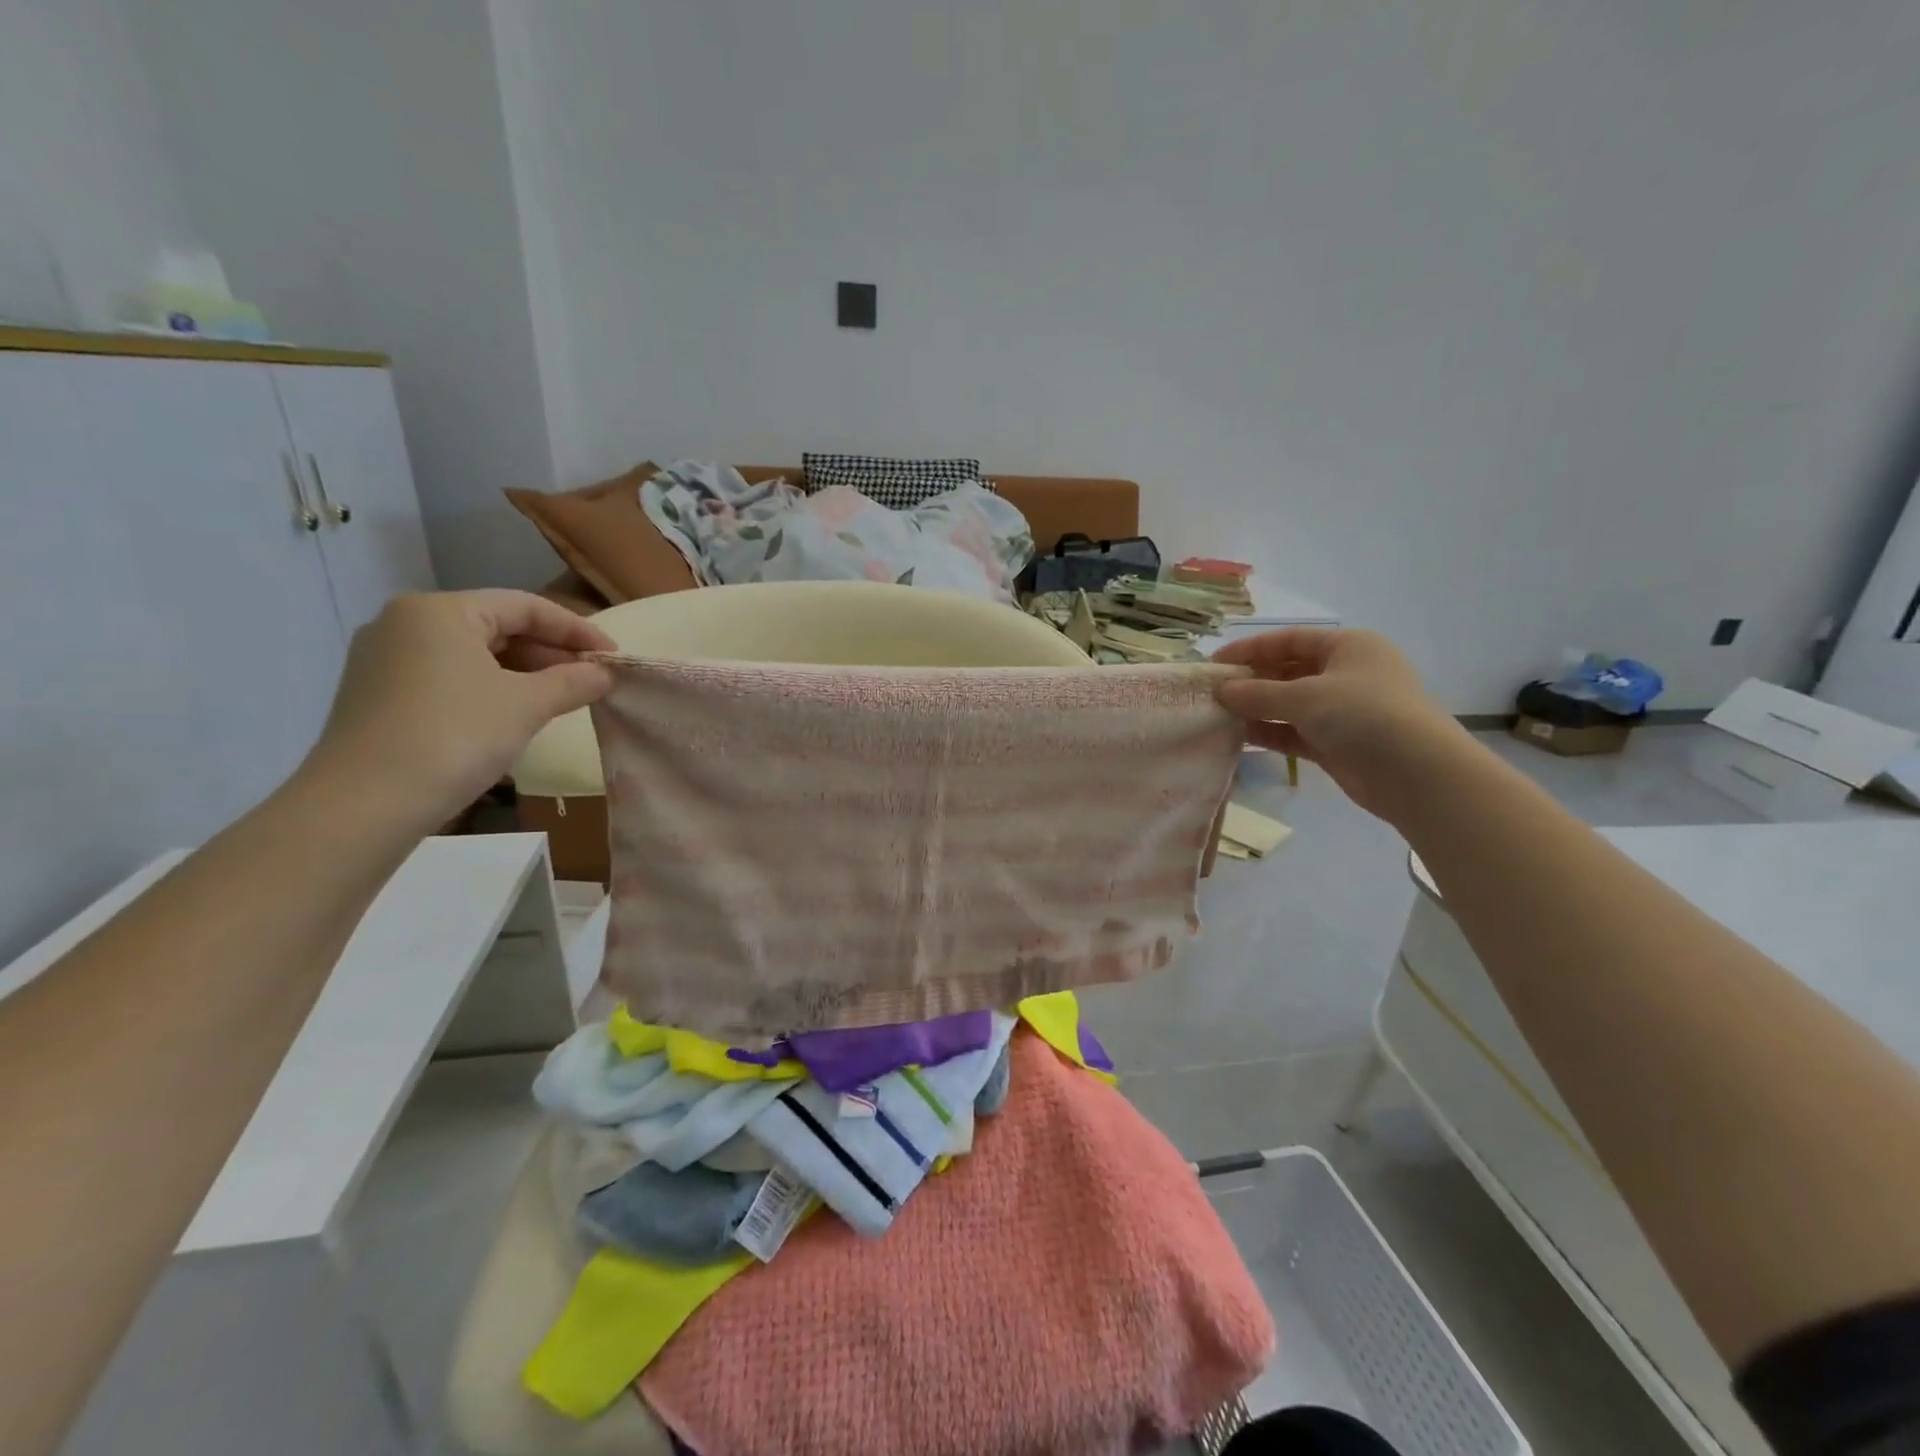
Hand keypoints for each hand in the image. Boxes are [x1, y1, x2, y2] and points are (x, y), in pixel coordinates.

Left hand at [302, 590, 615, 828]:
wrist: (366, 802)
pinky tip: (514, 715)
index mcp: (441, 611)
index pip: (525, 606)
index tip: (612, 656)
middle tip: (590, 680)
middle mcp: (406, 623)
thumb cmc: (456, 736)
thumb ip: (572, 682)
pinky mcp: (378, 694)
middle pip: (496, 626)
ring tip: (561, 699)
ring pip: (472, 654)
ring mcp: (385, 659)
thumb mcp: (527, 705)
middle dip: (549, 653)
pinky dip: (489, 688)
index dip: (577, 630)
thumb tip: (603, 674)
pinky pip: (448, 677)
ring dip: (523, 673)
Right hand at [1212, 628, 1466, 821]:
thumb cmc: (1363, 715)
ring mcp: (1342, 710)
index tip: (1214, 663)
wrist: (1416, 773)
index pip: (1289, 640)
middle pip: (1288, 671)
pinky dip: (1270, 732)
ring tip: (1218, 715)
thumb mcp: (1305, 697)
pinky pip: (1295, 731)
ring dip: (1256, 709)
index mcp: (1347, 647)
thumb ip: (1258, 693)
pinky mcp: (1336, 743)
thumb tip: (1221, 690)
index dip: (1250, 649)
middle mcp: (1346, 674)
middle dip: (1251, 681)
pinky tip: (1239, 736)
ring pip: (1289, 704)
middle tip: (1212, 692)